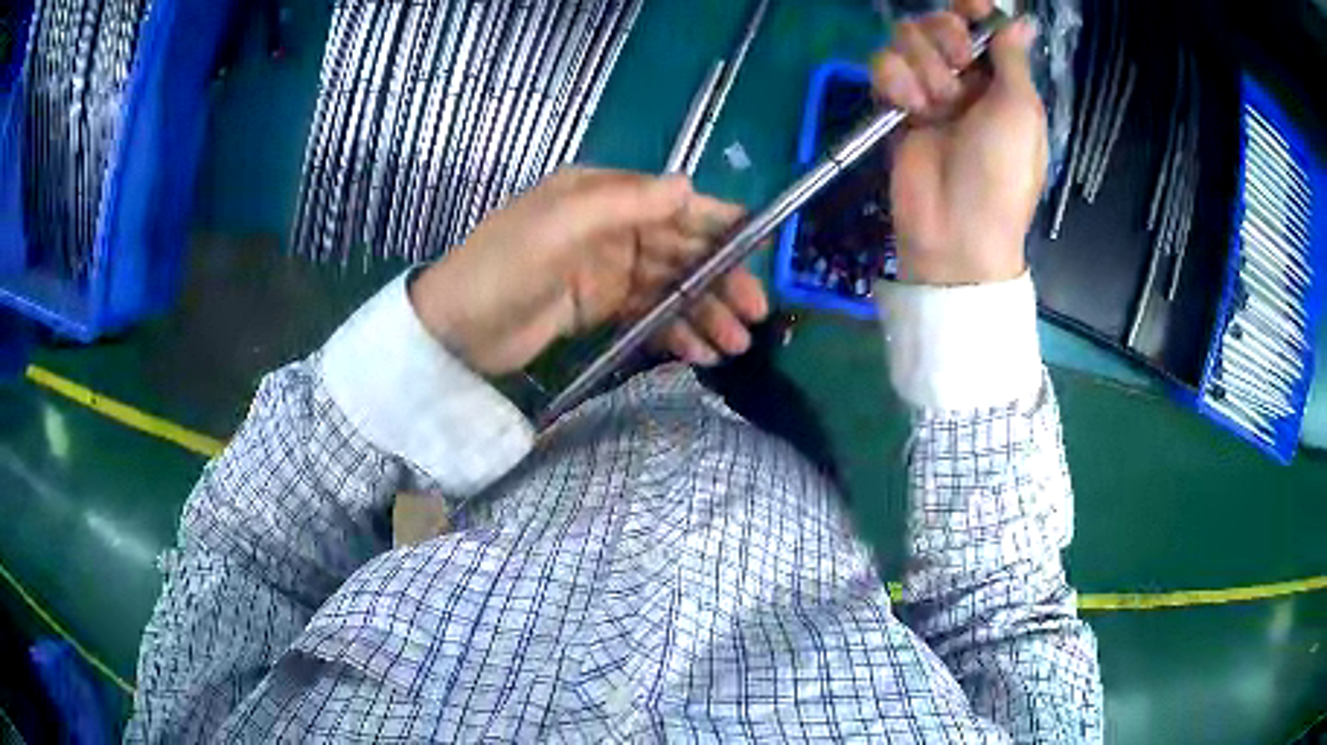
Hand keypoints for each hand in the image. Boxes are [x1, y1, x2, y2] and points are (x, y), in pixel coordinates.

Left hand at [409, 168, 767, 374]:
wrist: (455, 330)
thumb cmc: (504, 266)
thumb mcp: (562, 224)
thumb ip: (626, 204)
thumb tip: (688, 186)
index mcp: (601, 196)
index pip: (671, 203)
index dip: (717, 222)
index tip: (760, 245)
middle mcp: (610, 228)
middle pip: (679, 250)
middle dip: (719, 280)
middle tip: (754, 314)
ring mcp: (605, 270)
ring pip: (670, 287)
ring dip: (704, 313)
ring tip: (734, 346)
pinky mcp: (598, 308)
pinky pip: (648, 315)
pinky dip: (675, 332)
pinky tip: (699, 354)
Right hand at [871, 0, 1045, 284]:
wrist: (956, 228)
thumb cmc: (1002, 172)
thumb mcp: (1021, 112)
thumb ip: (1013, 59)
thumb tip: (1021, 21)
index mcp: (1000, 80)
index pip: (982, 27)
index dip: (974, 9)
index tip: (970, 5)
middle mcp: (964, 78)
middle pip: (939, 23)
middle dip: (946, 37)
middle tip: (958, 64)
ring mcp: (927, 90)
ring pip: (907, 40)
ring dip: (923, 67)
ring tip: (936, 104)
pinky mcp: (894, 104)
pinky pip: (882, 66)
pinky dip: (894, 81)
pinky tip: (909, 107)